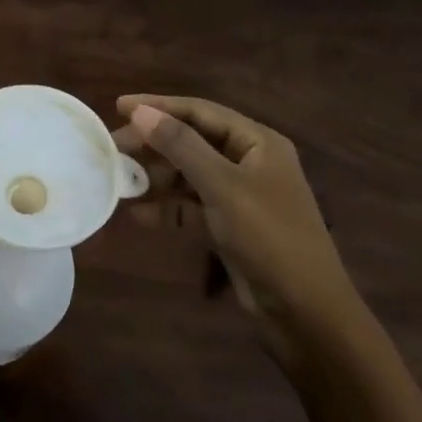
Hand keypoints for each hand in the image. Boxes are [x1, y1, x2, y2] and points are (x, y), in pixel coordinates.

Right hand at [114, 95, 358, 351]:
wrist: (307, 315)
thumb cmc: (269, 238)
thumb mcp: (222, 186)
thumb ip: (180, 146)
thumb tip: (141, 112)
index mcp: (257, 142)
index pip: (200, 111)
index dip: (159, 106)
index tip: (119, 107)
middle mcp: (249, 161)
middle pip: (192, 140)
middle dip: (154, 143)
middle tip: (114, 147)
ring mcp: (240, 195)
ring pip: (189, 174)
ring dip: (157, 176)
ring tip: (121, 181)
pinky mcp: (230, 226)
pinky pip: (192, 206)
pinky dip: (168, 207)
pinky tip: (139, 214)